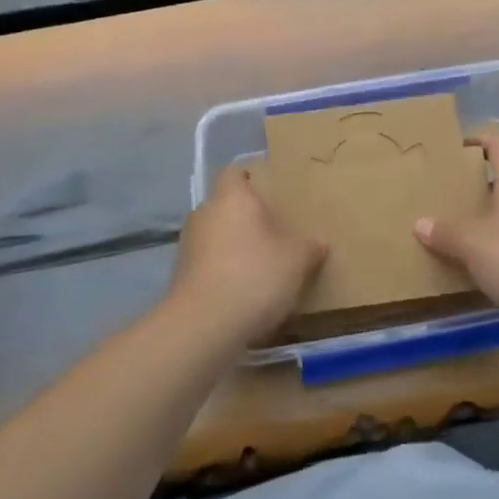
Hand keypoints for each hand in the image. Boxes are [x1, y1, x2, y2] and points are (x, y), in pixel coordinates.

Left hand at [169, 166, 326, 348]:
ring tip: (259, 264)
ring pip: (215, 234)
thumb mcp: (296, 261)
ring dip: (232, 245)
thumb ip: (308, 247)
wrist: (203, 326)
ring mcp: (188, 244)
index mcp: (232, 198)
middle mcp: (204, 213)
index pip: (235, 172)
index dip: (250, 177)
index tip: (269, 190)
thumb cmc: (254, 277)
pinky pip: (207, 262)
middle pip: (225, 205)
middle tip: (273, 231)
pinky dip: (221, 270)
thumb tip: (318, 243)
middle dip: (246, 217)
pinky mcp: (180, 274)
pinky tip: (241, 290)